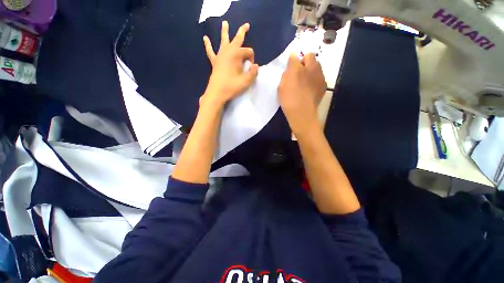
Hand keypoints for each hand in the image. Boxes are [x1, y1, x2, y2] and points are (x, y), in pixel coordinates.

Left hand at [201, 21, 258, 106]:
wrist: (216, 94)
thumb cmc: (232, 86)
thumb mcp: (247, 80)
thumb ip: (253, 71)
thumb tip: (254, 66)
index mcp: (237, 54)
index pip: (248, 51)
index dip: (251, 58)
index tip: (250, 66)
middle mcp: (228, 51)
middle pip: (237, 39)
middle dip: (242, 31)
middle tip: (246, 25)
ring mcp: (220, 55)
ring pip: (223, 40)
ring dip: (224, 31)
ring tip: (224, 22)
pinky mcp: (215, 61)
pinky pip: (210, 51)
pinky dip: (207, 45)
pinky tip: (205, 38)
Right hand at [278, 53, 326, 136]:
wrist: (302, 114)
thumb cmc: (292, 93)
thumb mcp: (287, 75)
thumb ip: (292, 62)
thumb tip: (294, 53)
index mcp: (312, 66)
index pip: (308, 54)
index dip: (300, 58)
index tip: (292, 65)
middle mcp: (319, 72)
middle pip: (313, 64)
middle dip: (305, 65)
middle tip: (295, 73)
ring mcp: (321, 84)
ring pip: (315, 74)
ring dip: (309, 75)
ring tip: (300, 83)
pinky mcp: (321, 93)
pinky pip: (315, 84)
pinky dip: (311, 84)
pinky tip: (305, 91)